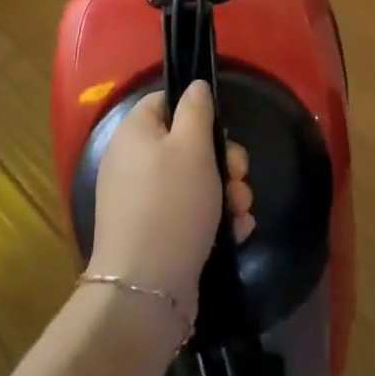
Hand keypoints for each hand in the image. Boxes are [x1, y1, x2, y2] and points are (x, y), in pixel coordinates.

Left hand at [87, 82, 254, 321]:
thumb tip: (195, 86)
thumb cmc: (172, 203)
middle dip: (222, 159)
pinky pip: (189, 213)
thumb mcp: (192, 145)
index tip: (220, 128)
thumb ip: (197, 109)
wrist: (146, 289)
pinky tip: (237, 231)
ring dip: (226, 191)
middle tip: (239, 174)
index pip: (164, 101)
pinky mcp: (154, 233)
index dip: (195, 110)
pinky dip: (214, 219)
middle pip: (185, 144)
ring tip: (242, 210)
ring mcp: (142, 201)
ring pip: (194, 181)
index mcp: (134, 133)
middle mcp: (132, 163)